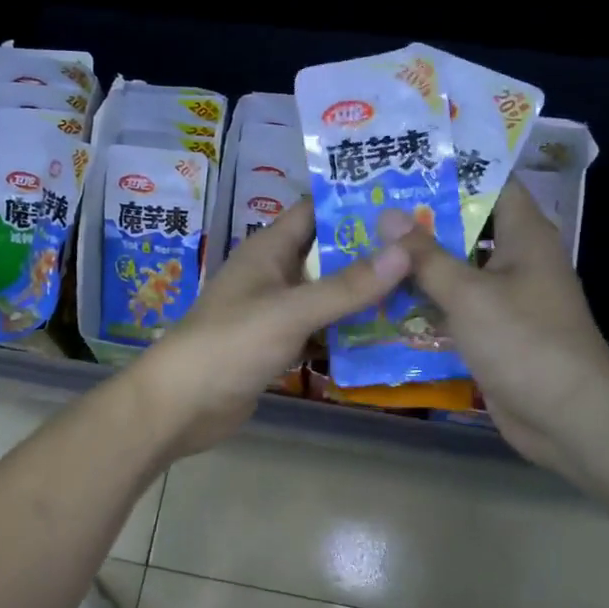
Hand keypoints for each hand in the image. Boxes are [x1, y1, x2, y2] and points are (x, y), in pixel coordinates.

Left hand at [135, 200, 411, 456]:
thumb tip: (405, 250)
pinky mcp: (277, 344)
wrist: (182, 405)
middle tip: (426, 251)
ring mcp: (275, 311)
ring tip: (419, 289)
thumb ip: (347, 285)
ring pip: (326, 294)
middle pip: (327, 253)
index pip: (315, 210)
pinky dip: (346, 332)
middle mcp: (273, 273)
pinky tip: (386, 336)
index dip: (354, 203)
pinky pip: (319, 329)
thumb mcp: (292, 310)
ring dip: (363, 295)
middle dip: (370, 252)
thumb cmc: (232, 343)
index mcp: (268, 249)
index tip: (406, 203)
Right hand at [380, 180, 608, 472]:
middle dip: (423, 218)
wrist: (568, 417)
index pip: (493, 183)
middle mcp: (518, 259)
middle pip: (468, 226)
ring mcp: (507, 298)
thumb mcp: (468, 293)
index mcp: (525, 235)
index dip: (454, 168)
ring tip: (367, 245)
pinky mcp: (494, 332)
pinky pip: (456, 306)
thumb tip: (387, 215)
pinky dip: (427, 302)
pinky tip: (384, 298)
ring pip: (457, 269)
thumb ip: (425, 256)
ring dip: (419, 263)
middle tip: (371, 204)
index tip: (408, 161)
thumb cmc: (524, 340)